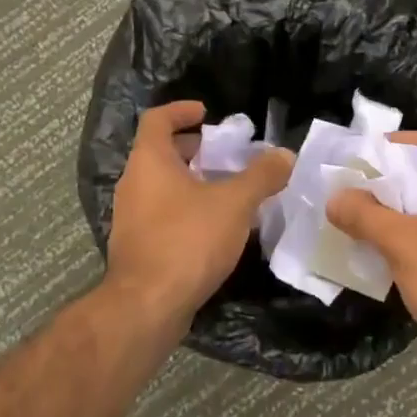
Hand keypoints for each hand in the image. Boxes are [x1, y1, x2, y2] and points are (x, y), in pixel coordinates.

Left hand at [104, 100, 294, 327]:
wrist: (148, 305)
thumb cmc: (188, 241)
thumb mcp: (234, 203)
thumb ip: (261, 175)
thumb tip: (284, 155)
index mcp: (150, 162)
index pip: (157, 119)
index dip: (181, 110)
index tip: (207, 113)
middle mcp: (134, 184)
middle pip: (160, 152)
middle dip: (195, 149)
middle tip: (226, 155)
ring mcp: (132, 217)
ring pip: (163, 186)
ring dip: (193, 182)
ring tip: (229, 191)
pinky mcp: (138, 246)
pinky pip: (163, 214)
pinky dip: (187, 209)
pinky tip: (216, 228)